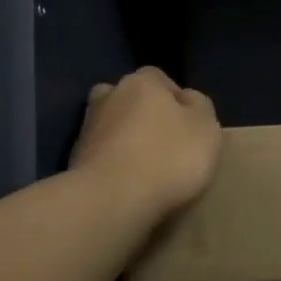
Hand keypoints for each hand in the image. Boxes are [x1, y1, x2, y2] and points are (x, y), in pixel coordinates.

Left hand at [71, 67, 221, 219]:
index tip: (187, 125)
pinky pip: (101, 154)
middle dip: (144, 115)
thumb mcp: (206, 128)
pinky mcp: (74, 160)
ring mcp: (87, 128)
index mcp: (142, 82)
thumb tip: (185, 99)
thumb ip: (199, 106)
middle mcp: (109, 96)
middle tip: (164, 142)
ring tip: (144, 166)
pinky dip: (112, 163)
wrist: (111, 201)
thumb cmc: (168, 158)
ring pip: (112, 126)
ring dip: (125, 139)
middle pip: (130, 99)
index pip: (159, 79)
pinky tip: (126, 182)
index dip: (174, 99)